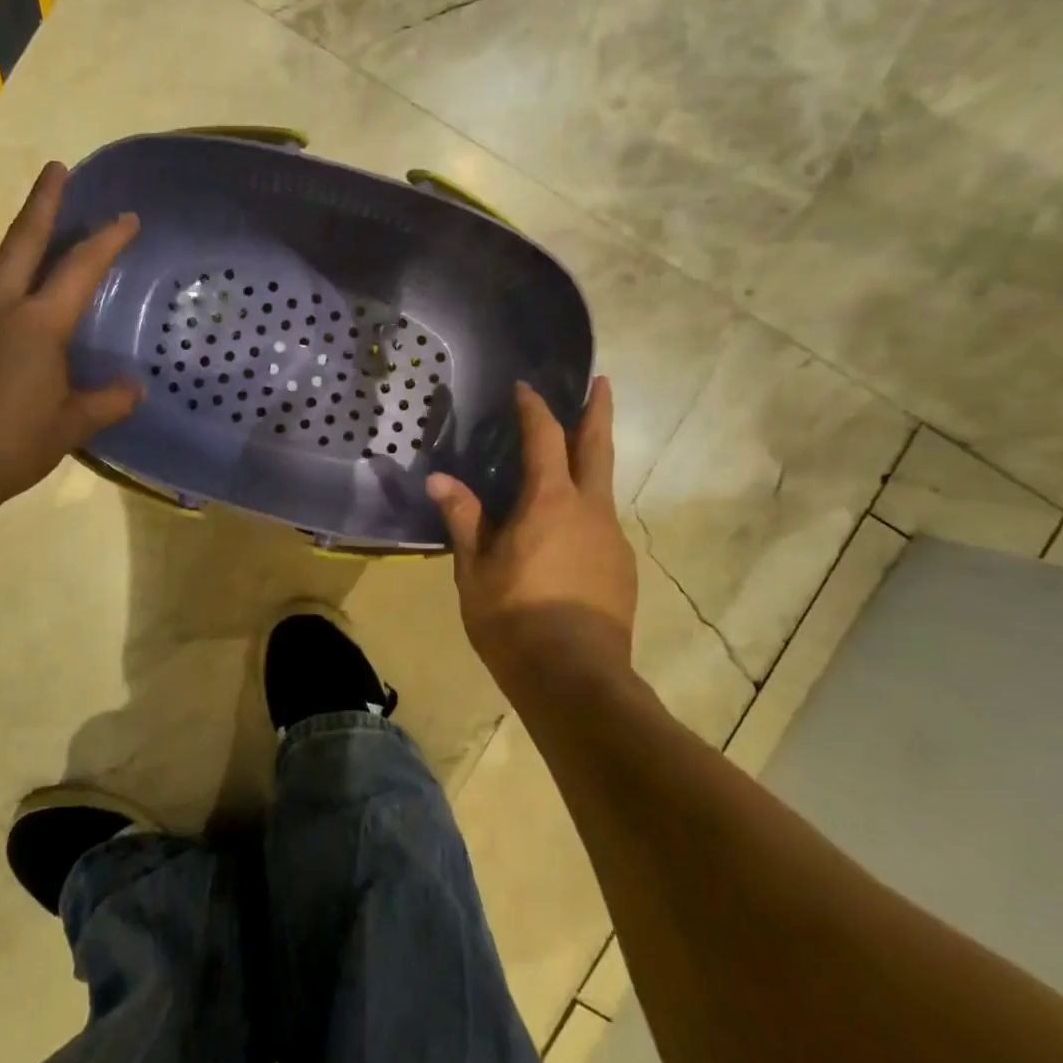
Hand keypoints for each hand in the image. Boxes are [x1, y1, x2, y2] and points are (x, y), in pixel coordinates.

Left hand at [0, 161, 141, 538]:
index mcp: (40, 324)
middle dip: (44, 201)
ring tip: (28, 260)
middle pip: (23, 239)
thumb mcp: (71, 426)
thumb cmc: (13, 445)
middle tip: (56, 169)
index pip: (82, 268)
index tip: (127, 217)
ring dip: (12, 256)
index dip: (108, 239)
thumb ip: (108, 402)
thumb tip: (134, 389)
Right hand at [426, 378, 637, 675]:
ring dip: (590, 465)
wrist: (575, 679)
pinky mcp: (623, 569)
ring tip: (568, 466)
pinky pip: (601, 526)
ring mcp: (612, 539)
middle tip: (602, 382)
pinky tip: (566, 536)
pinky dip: (585, 512)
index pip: (545, 438)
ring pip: (602, 489)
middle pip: (598, 447)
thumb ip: (464, 519)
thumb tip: (439, 479)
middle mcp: (590, 510)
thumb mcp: (476, 569)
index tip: (525, 388)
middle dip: (598, 411)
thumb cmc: (514, 618)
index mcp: (550, 502)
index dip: (534, 409)